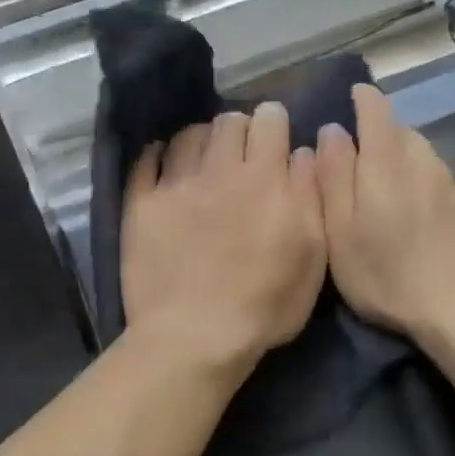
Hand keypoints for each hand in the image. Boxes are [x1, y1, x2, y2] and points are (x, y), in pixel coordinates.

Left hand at [122, 103, 326, 370]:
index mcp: (265, 180)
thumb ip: (310, 197)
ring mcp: (176, 185)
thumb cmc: (264, 306)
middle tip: (239, 155)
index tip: (273, 141)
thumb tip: (301, 153)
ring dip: (201, 141)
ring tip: (203, 162)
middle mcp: (219, 171)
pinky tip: (164, 167)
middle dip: (239, 129)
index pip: (270, 120)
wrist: (194, 336)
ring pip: (188, 135)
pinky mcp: (142, 205)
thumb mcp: (312, 257)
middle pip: (228, 121)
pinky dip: (158, 157)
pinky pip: (146, 161)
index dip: (274, 124)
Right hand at [317, 85, 454, 345]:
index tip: (351, 97)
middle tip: (360, 164)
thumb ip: (333, 179)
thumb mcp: (340, 234)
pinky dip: (428, 189)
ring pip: (425, 159)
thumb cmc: (387, 277)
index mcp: (386, 165)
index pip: (376, 110)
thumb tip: (331, 131)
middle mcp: (425, 163)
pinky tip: (424, 223)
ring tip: (390, 196)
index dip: (362, 99)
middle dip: (381, 136)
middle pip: (402, 133)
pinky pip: (444, 185)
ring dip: (406, 163)